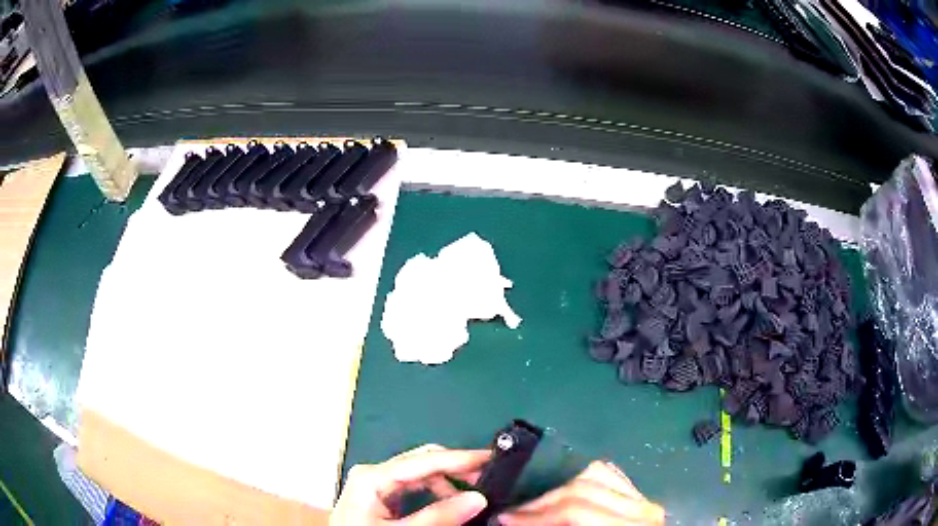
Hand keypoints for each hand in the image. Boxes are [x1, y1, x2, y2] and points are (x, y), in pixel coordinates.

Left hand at [331, 444, 490, 525]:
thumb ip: (437, 517)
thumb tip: (476, 498)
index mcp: (372, 477)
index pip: (423, 460)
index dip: (458, 458)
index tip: (489, 458)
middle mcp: (372, 473)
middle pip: (422, 462)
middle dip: (455, 470)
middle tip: (487, 479)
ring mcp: (374, 482)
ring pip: (420, 474)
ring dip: (447, 484)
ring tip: (470, 499)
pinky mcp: (378, 494)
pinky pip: (413, 486)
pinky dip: (435, 492)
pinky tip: (449, 504)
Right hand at [498, 460, 664, 524]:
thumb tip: (515, 522)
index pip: (574, 511)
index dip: (534, 515)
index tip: (504, 518)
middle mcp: (641, 508)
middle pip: (583, 487)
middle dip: (541, 499)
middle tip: (512, 510)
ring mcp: (644, 499)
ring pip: (597, 472)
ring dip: (559, 484)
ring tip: (534, 499)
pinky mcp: (642, 497)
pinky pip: (610, 475)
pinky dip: (581, 478)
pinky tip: (563, 488)